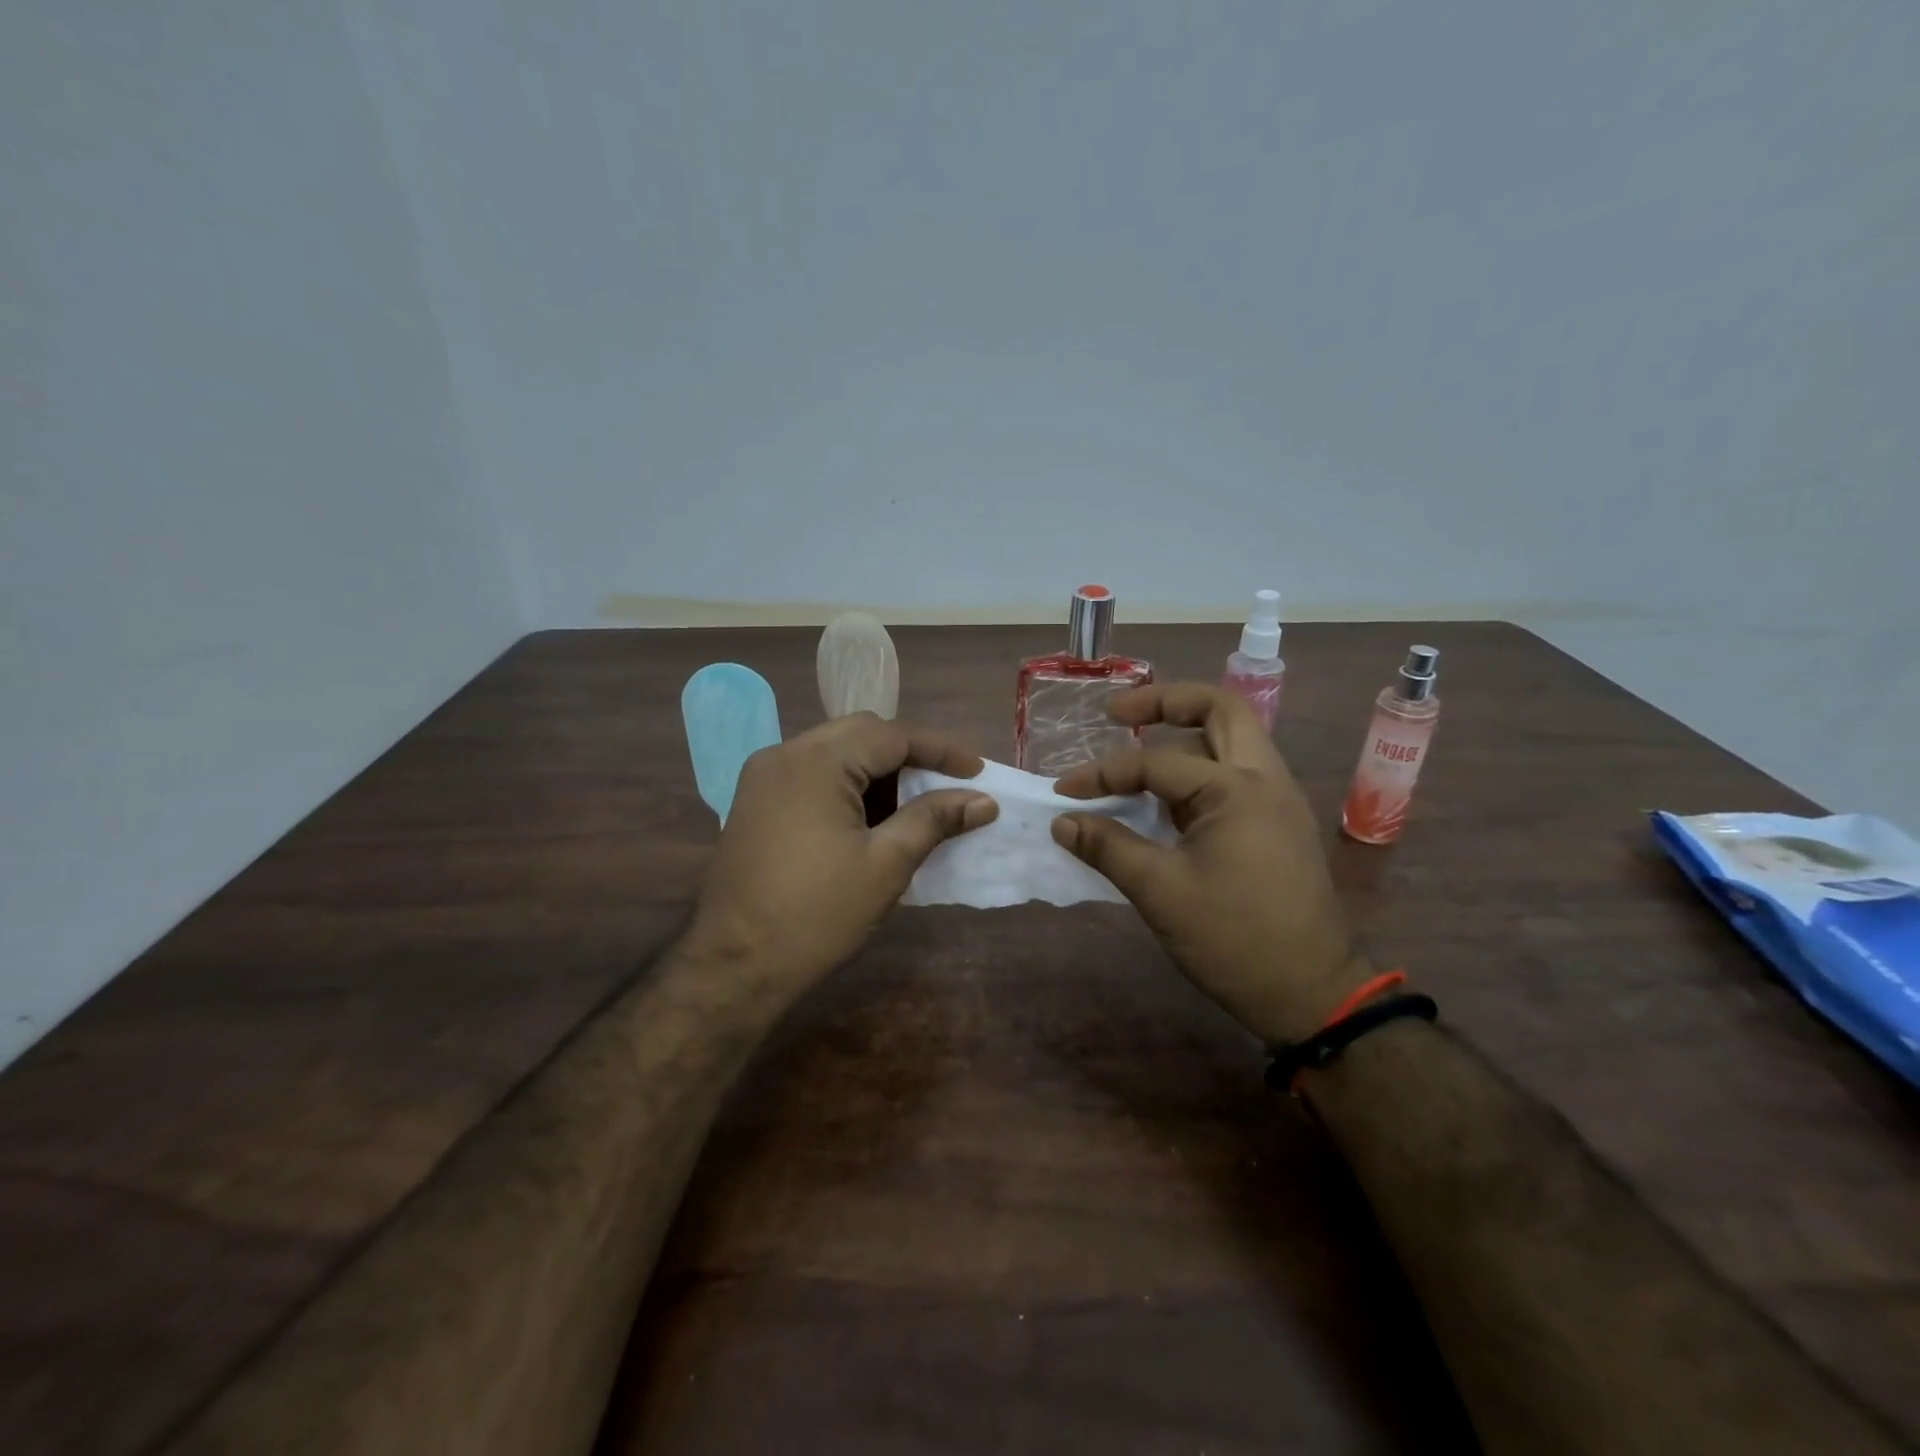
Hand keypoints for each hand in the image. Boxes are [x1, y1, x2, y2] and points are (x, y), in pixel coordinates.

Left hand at [686, 713, 998, 987]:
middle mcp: (784, 754)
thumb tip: (983, 801)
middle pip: (861, 734)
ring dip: (878, 770)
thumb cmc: (817, 914)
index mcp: (815, 761)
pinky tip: (872, 817)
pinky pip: (813, 774)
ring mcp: (763, 777)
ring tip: (916, 803)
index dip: (940, 749)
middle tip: (948, 784)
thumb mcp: (886, 864)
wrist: (736, 966)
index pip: (891, 735)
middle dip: (909, 755)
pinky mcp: (756, 801)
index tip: (977, 772)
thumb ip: (935, 820)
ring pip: (836, 752)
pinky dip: (849, 785)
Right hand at [1050, 683, 1369, 1044]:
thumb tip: (1062, 822)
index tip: (1065, 792)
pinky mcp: (1278, 823)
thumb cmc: (1234, 939)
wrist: (1310, 993)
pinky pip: (1234, 775)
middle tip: (1117, 714)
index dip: (1103, 773)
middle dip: (1165, 702)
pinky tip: (1165, 800)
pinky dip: (1197, 771)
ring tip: (1137, 754)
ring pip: (1230, 740)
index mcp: (1238, 788)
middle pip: (1219, 709)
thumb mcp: (1160, 891)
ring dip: (1183, 736)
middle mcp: (1265, 778)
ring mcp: (1278, 799)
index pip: (1156, 762)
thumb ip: (1108, 847)